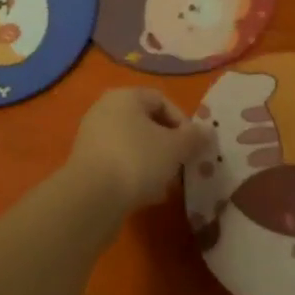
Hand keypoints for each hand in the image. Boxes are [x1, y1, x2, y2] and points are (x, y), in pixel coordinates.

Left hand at [67, 89, 212, 212]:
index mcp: (125, 97)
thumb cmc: (137, 160)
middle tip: (182, 165)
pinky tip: (146, 195)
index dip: (182, 121)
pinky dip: (135, 174)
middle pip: (146, 123)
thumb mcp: (175, 148)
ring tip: (167, 185)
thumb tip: (207, 131)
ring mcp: (93, 137)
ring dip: (153, 163)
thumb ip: (194, 137)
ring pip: (133, 145)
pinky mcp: (87, 164)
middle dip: (168, 145)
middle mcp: (105, 110)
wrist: (91, 198)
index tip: (193, 145)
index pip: (161, 100)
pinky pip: (119, 163)